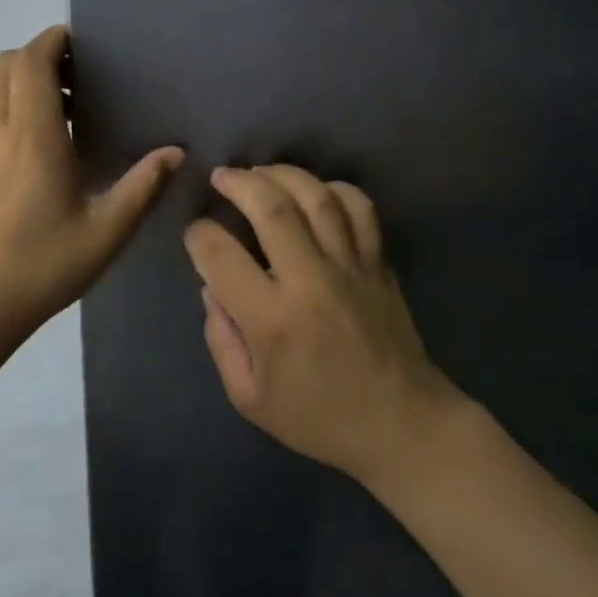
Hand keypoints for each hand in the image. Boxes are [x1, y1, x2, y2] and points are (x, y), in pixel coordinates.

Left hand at [0, 26, 183, 332]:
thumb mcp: (105, 232)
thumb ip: (141, 188)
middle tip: (77, 75)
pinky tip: (40, 143)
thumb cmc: (40, 266)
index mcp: (32, 137)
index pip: (30, 63)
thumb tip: (175, 152)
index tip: (80, 42)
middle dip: (37, 55)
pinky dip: (10, 104)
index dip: (51, 41)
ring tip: (63, 106)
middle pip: (4, 65)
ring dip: (21, 79)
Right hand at [185, 165, 457, 482]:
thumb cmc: (320, 417)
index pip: (220, 255)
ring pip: (316, 197)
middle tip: (221, 177)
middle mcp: (311, 281)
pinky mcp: (378, 263)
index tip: (195, 233)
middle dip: (238, 182)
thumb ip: (221, 340)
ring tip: (260, 172)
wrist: (402, 425)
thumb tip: (210, 288)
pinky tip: (315, 190)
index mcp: (273, 320)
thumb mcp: (250, 398)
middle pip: (271, 208)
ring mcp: (351, 267)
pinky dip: (335, 188)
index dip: (198, 235)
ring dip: (282, 174)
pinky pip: (359, 208)